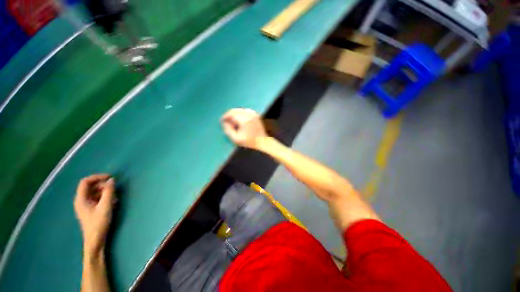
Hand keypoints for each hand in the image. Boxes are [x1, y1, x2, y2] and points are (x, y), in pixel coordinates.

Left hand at [74, 174, 115, 255]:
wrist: (95, 240)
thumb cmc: (98, 223)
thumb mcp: (105, 207)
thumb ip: (109, 192)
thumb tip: (112, 180)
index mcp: (81, 199)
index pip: (85, 182)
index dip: (97, 177)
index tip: (110, 177)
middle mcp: (81, 200)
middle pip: (91, 186)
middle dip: (103, 185)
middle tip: (115, 189)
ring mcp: (85, 205)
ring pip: (95, 192)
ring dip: (106, 192)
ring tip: (115, 197)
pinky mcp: (90, 209)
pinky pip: (97, 198)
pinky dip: (105, 197)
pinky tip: (112, 202)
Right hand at [220, 108, 267, 149]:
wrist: (262, 142)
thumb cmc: (249, 142)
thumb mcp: (236, 139)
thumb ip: (228, 130)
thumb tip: (224, 123)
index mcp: (244, 120)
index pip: (231, 114)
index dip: (225, 116)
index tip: (221, 121)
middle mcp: (249, 115)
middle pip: (235, 110)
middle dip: (229, 115)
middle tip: (226, 122)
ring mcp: (254, 114)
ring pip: (240, 110)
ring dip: (235, 114)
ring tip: (233, 122)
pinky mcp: (256, 115)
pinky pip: (245, 111)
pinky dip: (241, 114)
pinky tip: (240, 121)